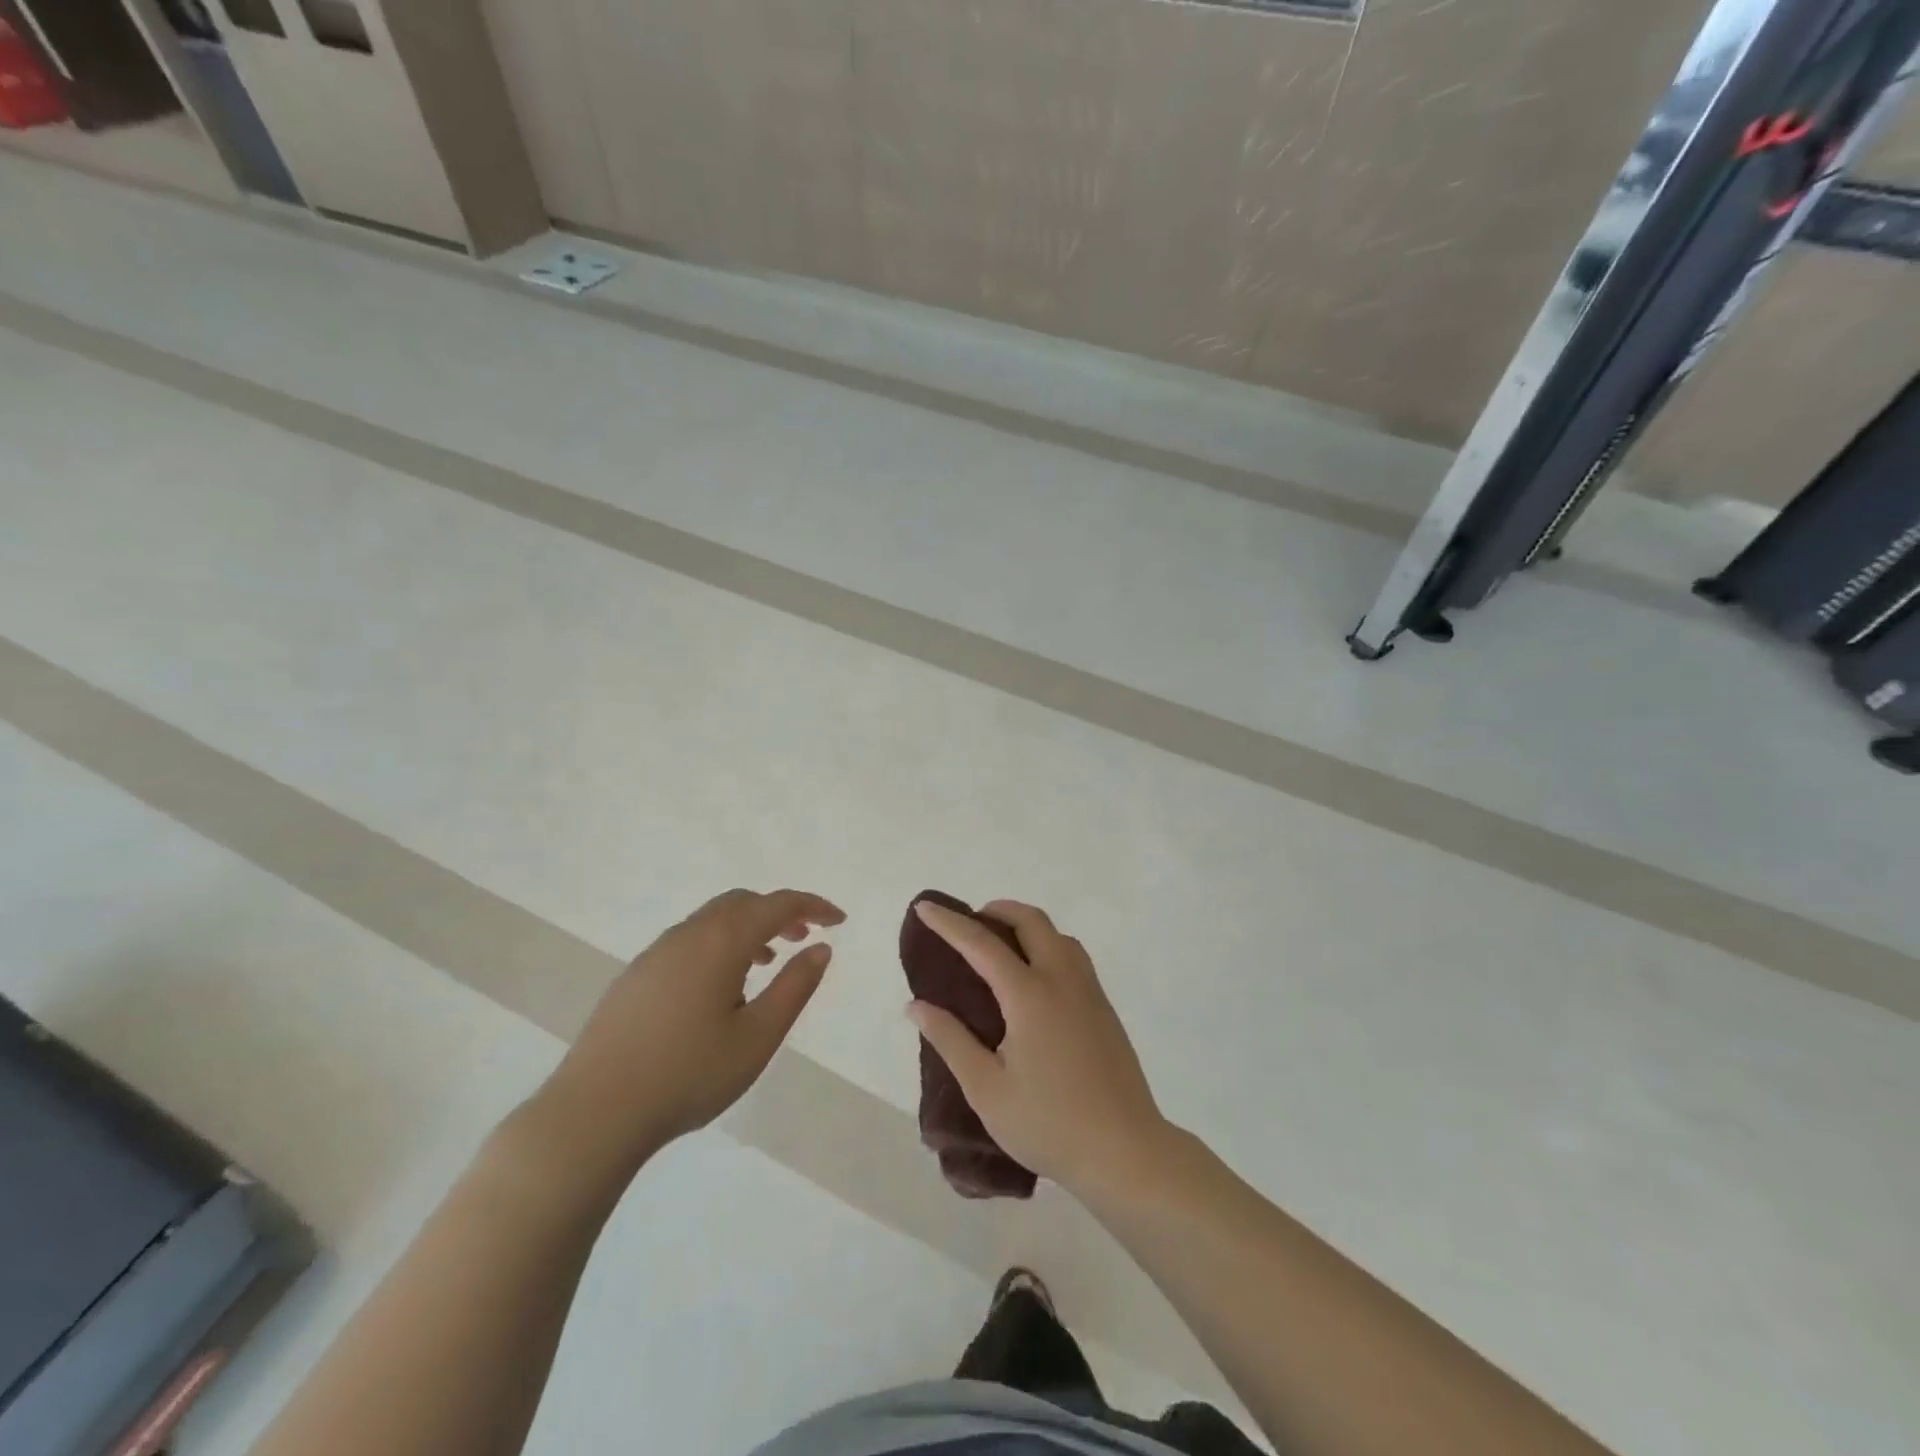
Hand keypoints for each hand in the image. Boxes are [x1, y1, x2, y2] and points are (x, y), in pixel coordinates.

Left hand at [535, 889, 843, 1174]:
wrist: (594, 1113)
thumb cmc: (689, 1074)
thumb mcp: (758, 1036)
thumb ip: (795, 987)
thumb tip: (820, 948)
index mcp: (721, 941)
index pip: (777, 905)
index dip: (813, 906)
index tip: (839, 921)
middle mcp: (687, 934)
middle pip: (742, 902)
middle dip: (779, 912)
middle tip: (804, 938)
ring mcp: (655, 953)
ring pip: (712, 920)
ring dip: (748, 929)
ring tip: (767, 962)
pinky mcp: (635, 976)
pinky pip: (689, 940)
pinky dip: (719, 944)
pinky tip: (720, 988)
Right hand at [908, 900, 1168, 1198]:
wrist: (1125, 1152)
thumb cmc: (1048, 1124)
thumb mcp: (986, 1089)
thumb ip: (951, 1040)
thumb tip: (917, 1006)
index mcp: (1030, 995)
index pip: (982, 944)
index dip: (949, 923)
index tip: (925, 906)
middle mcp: (1062, 980)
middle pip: (1031, 921)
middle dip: (997, 910)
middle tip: (971, 923)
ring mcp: (1090, 992)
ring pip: (1058, 935)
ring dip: (1027, 926)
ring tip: (1002, 948)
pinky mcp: (1105, 1009)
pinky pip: (1074, 957)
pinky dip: (1048, 946)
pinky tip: (1036, 980)